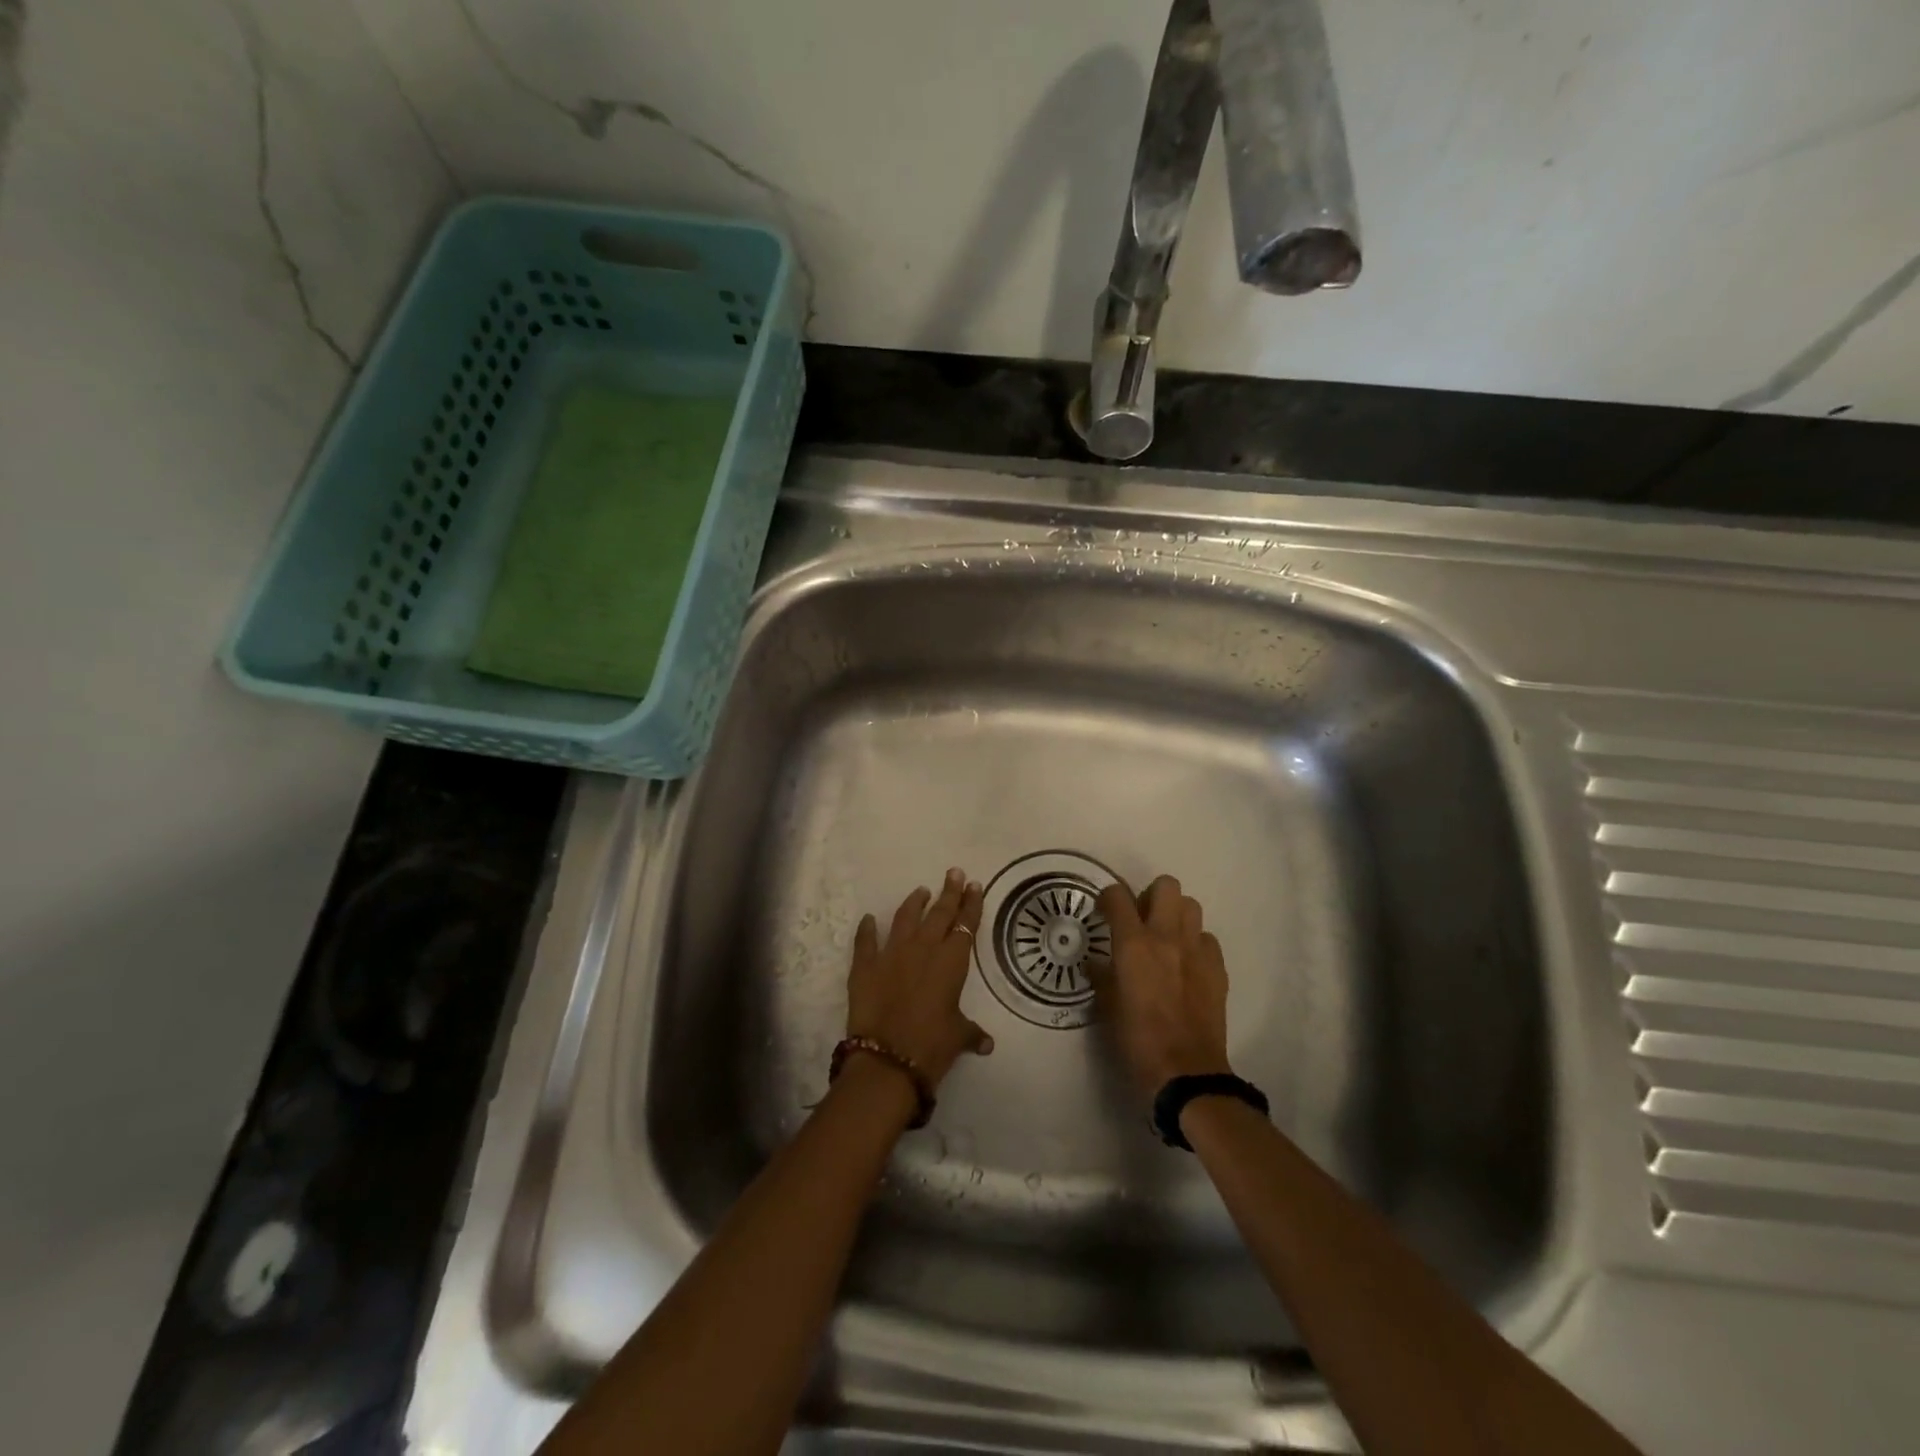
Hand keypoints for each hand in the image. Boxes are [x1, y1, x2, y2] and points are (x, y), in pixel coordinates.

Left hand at [847, 869, 993, 1088]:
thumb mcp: (958, 1037)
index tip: (975, 886)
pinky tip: (868, 919)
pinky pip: (866, 940)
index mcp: (950, 962)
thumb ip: (972, 1033)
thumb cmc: (931, 1046)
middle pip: (939, 913)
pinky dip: (867, 929)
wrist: (887, 1059)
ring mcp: (891, 953)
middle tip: (954, 873)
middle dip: (949, 892)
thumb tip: (986, 1043)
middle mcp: (923, 949)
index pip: (965, 925)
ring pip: (905, 918)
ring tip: (921, 891)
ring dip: (914, 903)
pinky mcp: (865, 966)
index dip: (971, 905)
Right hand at [1093, 875, 1231, 1100]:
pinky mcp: (1218, 968)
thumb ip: (1102, 976)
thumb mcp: (1107, 1006)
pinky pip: (1207, 938)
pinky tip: (1186, 965)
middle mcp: (1166, 936)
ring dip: (1176, 915)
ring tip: (1166, 938)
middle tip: (1141, 920)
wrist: (1185, 1071)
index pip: (1117, 896)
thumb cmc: (1137, 1039)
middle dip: (1151, 895)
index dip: (1107, 897)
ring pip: (1191, 906)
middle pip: (1166, 885)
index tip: (1103, 911)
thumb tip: (1097, 962)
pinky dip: (1195, 943)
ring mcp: (1197, 950)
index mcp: (1133, 944)